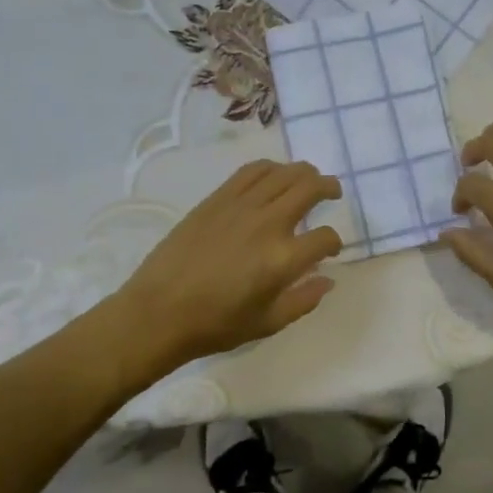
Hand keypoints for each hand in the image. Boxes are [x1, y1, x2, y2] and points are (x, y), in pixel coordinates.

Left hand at [116, 160, 343, 366]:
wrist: (159, 312)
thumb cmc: (215, 324)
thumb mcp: (268, 324)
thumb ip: (304, 300)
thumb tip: (328, 279)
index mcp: (283, 259)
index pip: (325, 238)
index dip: (333, 243)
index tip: (329, 249)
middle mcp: (267, 223)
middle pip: (310, 188)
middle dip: (329, 188)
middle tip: (333, 192)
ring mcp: (241, 206)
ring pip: (284, 173)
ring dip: (304, 173)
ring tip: (309, 179)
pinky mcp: (218, 199)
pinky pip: (252, 171)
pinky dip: (271, 168)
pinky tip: (275, 175)